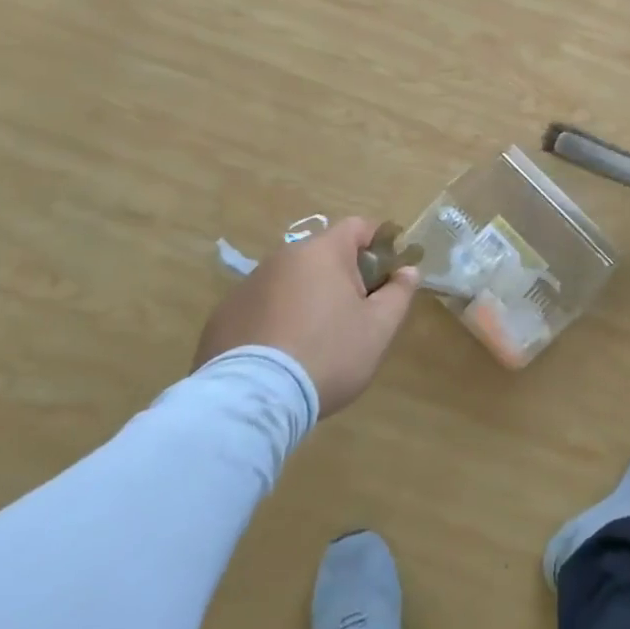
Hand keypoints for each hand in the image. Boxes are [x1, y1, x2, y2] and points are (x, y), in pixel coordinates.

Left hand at [194, 217, 418, 415]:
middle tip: (354, 316)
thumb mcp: (379, 328)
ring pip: (290, 282)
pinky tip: (280, 356)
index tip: (386, 277)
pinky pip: (260, 308)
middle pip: (323, 255)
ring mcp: (246, 286)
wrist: (252, 401)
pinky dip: (275, 321)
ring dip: (306, 299)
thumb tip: (408, 270)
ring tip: (313, 342)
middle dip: (342, 277)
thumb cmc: (328, 354)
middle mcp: (281, 258)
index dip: (378, 245)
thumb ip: (399, 293)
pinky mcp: (221, 317)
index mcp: (322, 252)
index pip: (358, 227)